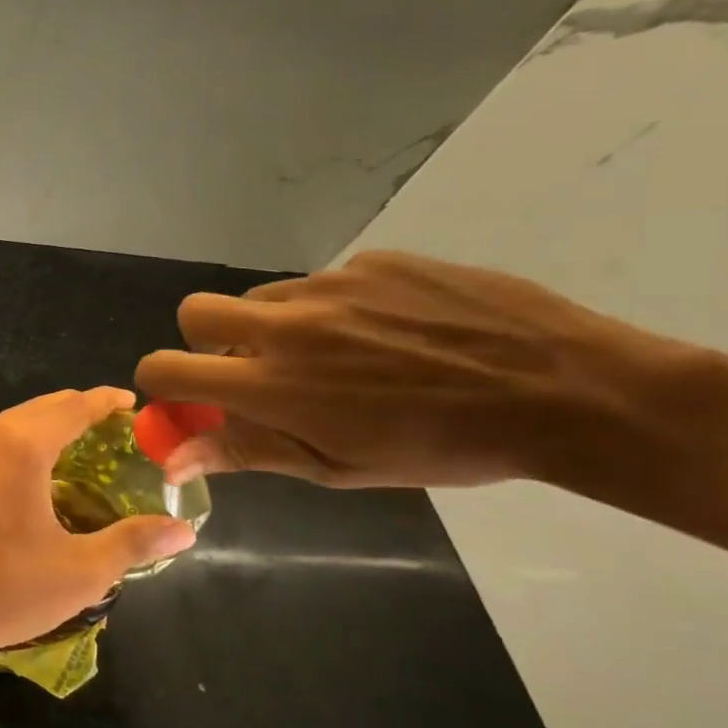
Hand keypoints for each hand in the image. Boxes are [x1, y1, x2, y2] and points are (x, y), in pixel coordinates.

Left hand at [0, 387, 195, 672]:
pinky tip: (28, 475)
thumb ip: (134, 542)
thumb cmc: (4, 591)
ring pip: (8, 425)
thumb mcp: (80, 571)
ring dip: (42, 429)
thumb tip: (183, 530)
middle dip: (76, 412)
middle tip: (111, 430)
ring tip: (75, 450)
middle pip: (38, 409)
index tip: (130, 404)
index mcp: (18, 447)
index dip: (105, 402)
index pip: (72, 407)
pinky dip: (13, 447)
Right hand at [135, 251, 650, 488]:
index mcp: (271, 385)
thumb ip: (245, 452)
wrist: (568, 391)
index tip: (188, 400)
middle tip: (253, 368)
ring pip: (264, 298)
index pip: (166, 368)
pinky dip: (334, 309)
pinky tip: (390, 334)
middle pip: (195, 311)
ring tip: (340, 356)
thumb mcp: (336, 466)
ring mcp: (330, 285)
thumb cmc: (442, 447)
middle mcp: (286, 326)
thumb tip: (170, 462)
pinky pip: (323, 283)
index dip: (160, 384)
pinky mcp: (374, 261)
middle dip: (204, 340)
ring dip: (275, 327)